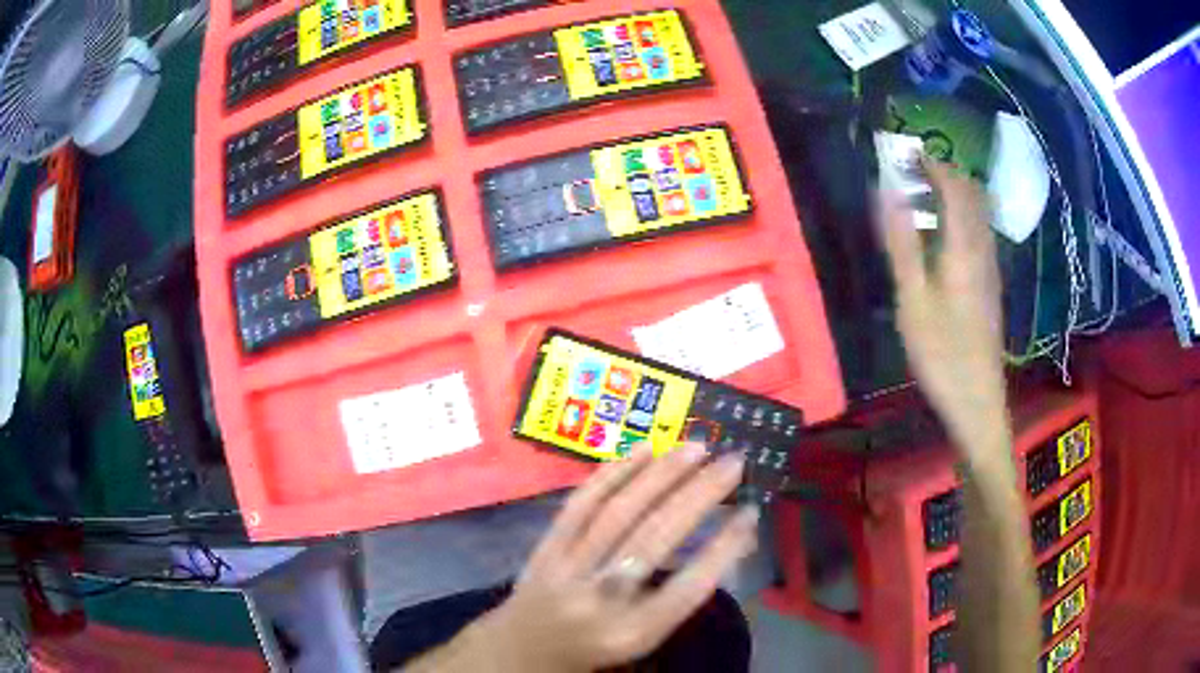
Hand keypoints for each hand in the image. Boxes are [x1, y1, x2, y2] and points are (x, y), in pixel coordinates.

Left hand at [468, 444, 756, 671]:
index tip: (751, 511)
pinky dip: (614, 473)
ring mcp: (568, 569)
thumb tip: (731, 537)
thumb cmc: (599, 642)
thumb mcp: (647, 634)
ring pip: (618, 513)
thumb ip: (684, 592)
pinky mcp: (546, 547)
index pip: (688, 587)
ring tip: (696, 448)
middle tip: (732, 463)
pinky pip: (581, 504)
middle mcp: (601, 599)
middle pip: (654, 539)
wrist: (526, 646)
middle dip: (699, 496)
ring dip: (661, 475)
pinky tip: (644, 450)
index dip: (724, 547)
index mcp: (633, 631)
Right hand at [878, 158, 1007, 454]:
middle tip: (911, 170)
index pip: (954, 186)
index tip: (905, 151)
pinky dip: (961, 216)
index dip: (931, 163)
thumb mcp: (913, 300)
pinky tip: (943, 233)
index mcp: (964, 247)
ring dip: (954, 193)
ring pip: (978, 212)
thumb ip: (903, 242)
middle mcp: (983, 248)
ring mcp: (990, 267)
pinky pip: (979, 232)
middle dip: (944, 172)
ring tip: (923, 195)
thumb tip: (890, 190)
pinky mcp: (990, 284)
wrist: (977, 401)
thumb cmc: (942, 353)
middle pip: (972, 194)